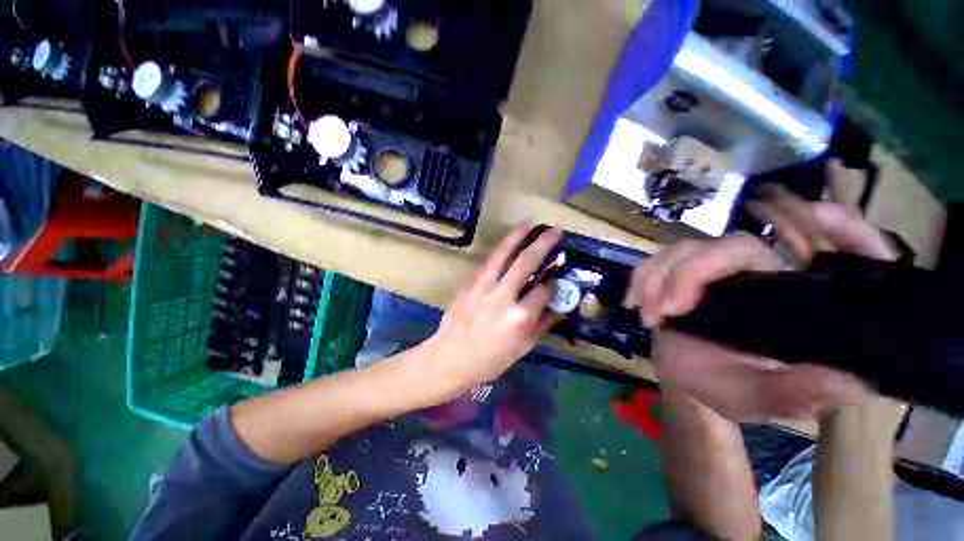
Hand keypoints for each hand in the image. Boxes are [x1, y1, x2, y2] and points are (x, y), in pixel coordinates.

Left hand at [420, 224, 561, 396]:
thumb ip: (542, 327)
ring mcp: (482, 286)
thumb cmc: (488, 361)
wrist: (448, 358)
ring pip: (502, 254)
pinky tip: (506, 243)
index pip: (544, 291)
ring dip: (517, 236)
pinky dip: (499, 250)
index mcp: (519, 318)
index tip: (556, 279)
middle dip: (543, 243)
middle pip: (526, 262)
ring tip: (528, 223)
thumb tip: (560, 309)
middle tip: (554, 230)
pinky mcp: (468, 283)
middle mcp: (503, 296)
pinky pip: (487, 262)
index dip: (554, 283)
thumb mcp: (521, 350)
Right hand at [632, 185, 896, 421]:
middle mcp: (758, 275)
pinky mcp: (680, 273)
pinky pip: (656, 261)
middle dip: (690, 274)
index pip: (828, 252)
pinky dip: (641, 279)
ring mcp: (714, 272)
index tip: (821, 218)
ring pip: (685, 250)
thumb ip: (800, 393)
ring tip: (648, 317)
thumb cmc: (728, 389)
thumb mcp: (764, 399)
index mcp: (793, 299)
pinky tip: (635, 302)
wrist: (685, 379)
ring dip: (657, 279)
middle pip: (730, 246)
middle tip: (666, 312)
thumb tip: (852, 379)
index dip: (842, 228)